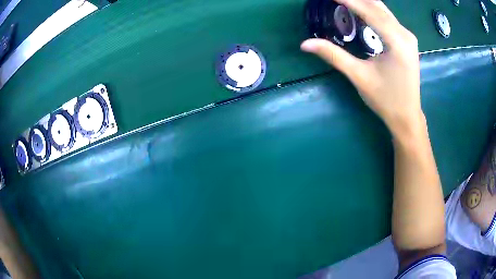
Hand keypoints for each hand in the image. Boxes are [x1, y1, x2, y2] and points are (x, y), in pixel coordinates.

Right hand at [301, 0, 422, 138]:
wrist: (407, 117)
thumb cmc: (386, 100)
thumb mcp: (359, 76)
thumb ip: (334, 56)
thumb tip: (305, 44)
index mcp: (397, 42)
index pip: (369, 11)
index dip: (348, 0)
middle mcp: (405, 34)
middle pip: (377, 6)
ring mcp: (408, 37)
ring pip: (383, 10)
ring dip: (364, 3)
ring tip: (345, 2)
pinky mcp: (407, 41)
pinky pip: (388, 18)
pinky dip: (372, 11)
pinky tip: (360, 11)